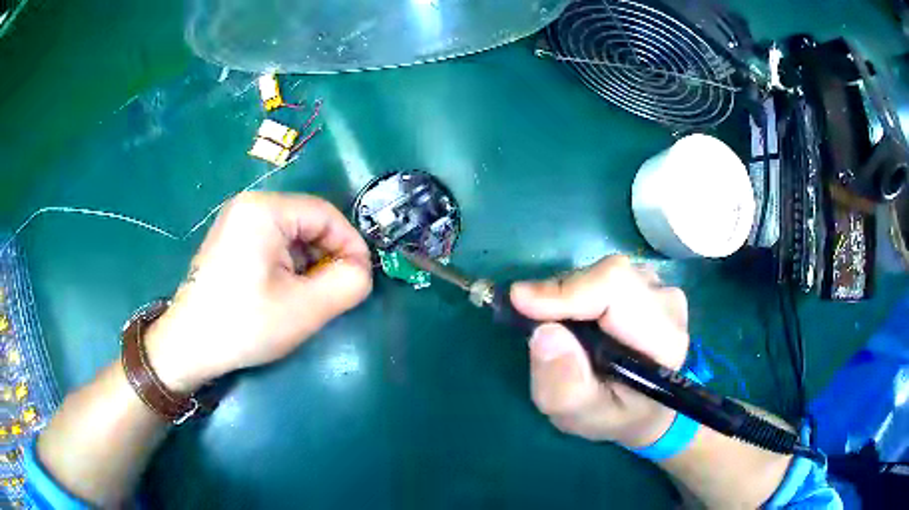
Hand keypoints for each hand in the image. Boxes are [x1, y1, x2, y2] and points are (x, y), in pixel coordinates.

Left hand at [145, 192, 372, 392]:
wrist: (189, 345)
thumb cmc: (245, 324)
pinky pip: (272, 243)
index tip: (361, 279)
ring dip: (308, 264)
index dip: (351, 246)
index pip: (326, 215)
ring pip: (292, 235)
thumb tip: (361, 270)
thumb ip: (348, 283)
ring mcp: (236, 220)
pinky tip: (284, 293)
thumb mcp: (306, 308)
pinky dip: (288, 266)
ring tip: (307, 297)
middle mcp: (250, 204)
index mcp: (265, 209)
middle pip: (308, 223)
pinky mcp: (230, 238)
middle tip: (333, 294)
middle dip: (327, 257)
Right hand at [510, 256, 688, 447]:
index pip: (617, 288)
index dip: (567, 290)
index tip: (521, 303)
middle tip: (532, 323)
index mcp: (664, 339)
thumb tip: (544, 333)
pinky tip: (576, 323)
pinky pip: (602, 276)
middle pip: (608, 276)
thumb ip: (565, 386)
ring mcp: (660, 289)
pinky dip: (577, 294)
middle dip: (562, 296)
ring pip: (602, 273)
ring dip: (569, 297)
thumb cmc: (616, 416)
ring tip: (560, 332)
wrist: (644, 408)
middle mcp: (668, 304)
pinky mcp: (646, 284)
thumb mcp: (583, 417)